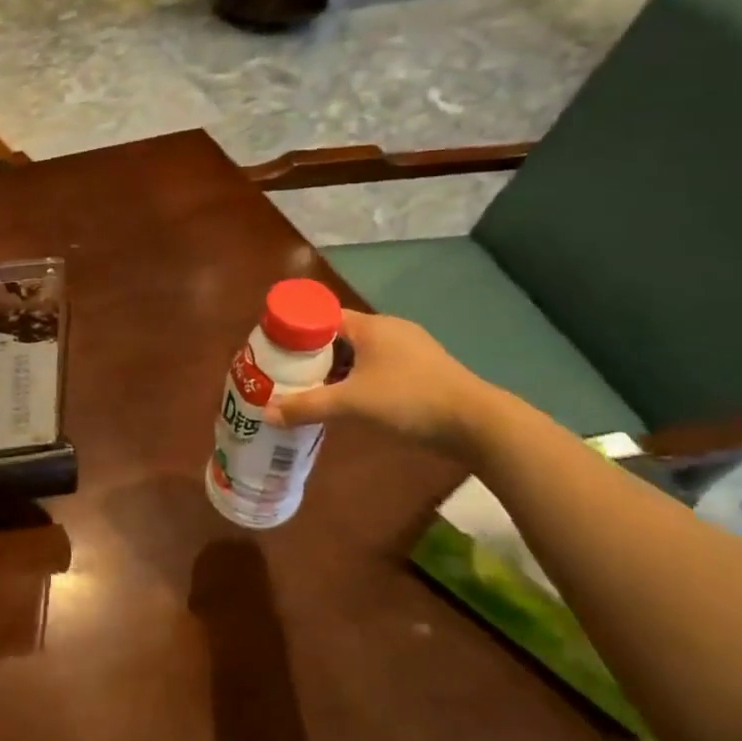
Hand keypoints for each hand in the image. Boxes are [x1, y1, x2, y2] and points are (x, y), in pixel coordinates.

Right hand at [265, 310, 499, 456]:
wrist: (475, 423)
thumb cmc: (409, 400)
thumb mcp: (351, 404)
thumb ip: (307, 407)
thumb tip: (266, 414)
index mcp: (370, 326)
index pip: (322, 316)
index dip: (296, 331)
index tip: (274, 350)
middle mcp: (389, 330)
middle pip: (339, 336)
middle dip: (312, 354)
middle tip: (286, 374)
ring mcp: (409, 350)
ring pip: (359, 353)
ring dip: (335, 369)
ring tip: (311, 390)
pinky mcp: (421, 370)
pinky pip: (377, 367)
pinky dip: (357, 379)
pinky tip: (348, 400)